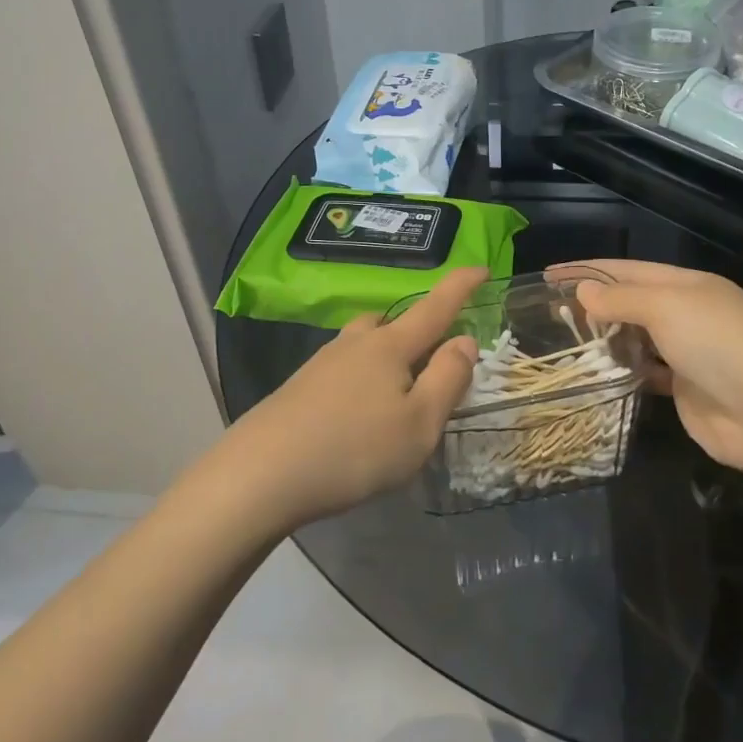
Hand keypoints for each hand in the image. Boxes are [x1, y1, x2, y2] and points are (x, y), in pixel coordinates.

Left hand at [226, 267, 485, 530]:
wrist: (261, 474)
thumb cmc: (354, 449)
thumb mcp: (419, 424)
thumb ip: (448, 379)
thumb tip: (465, 340)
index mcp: (390, 347)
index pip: (434, 307)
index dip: (461, 286)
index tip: (481, 267)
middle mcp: (355, 344)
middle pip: (392, 323)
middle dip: (416, 331)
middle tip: (431, 361)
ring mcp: (321, 364)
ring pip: (363, 345)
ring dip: (385, 358)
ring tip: (394, 396)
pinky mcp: (299, 388)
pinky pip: (342, 370)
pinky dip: (360, 381)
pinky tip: (356, 417)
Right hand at [567, 260, 742, 479]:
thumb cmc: (720, 344)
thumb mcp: (667, 308)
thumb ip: (622, 300)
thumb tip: (583, 291)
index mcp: (687, 286)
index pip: (628, 270)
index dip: (588, 270)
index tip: (549, 274)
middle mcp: (688, 315)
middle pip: (632, 303)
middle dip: (593, 304)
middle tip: (548, 312)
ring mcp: (689, 355)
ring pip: (637, 339)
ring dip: (605, 338)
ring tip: (563, 341)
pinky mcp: (686, 392)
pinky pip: (646, 374)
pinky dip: (623, 370)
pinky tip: (597, 373)